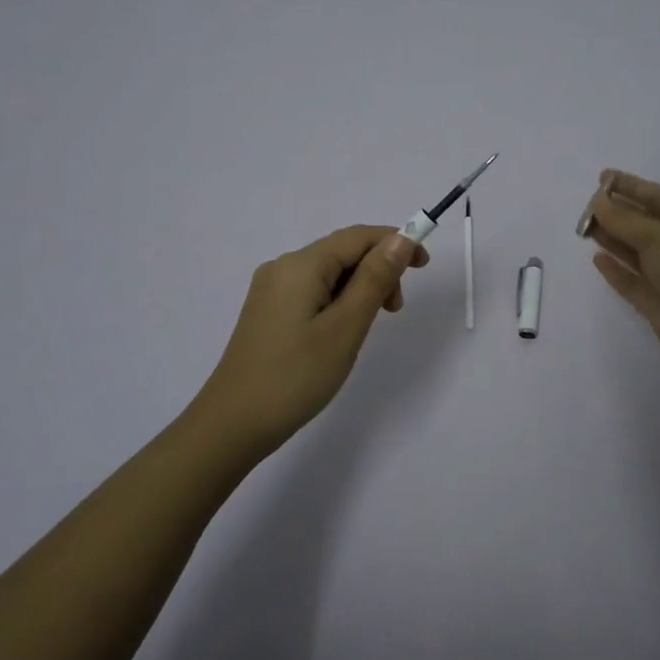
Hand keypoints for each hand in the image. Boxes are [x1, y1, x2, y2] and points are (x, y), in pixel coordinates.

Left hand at [190, 225, 428, 452]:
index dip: (396, 242)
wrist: (233, 423)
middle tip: (396, 310)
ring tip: (371, 325)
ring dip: (360, 288)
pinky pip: (313, 291)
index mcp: (301, 264)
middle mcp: (283, 267)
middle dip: (378, 269)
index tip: (425, 267)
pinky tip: (343, 330)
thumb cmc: (296, 376)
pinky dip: (338, 300)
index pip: (358, 236)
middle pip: (342, 251)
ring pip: (329, 273)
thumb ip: (375, 279)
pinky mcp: (268, 311)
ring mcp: (271, 289)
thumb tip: (401, 239)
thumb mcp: (346, 327)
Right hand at [582, 169, 659, 371]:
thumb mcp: (659, 237)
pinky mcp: (658, 302)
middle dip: (616, 212)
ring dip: (612, 237)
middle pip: (644, 222)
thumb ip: (624, 219)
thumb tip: (598, 202)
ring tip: (584, 228)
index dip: (630, 185)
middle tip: (586, 206)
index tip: (602, 177)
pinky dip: (615, 269)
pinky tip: (597, 259)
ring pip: (635, 250)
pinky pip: (632, 280)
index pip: (657, 196)